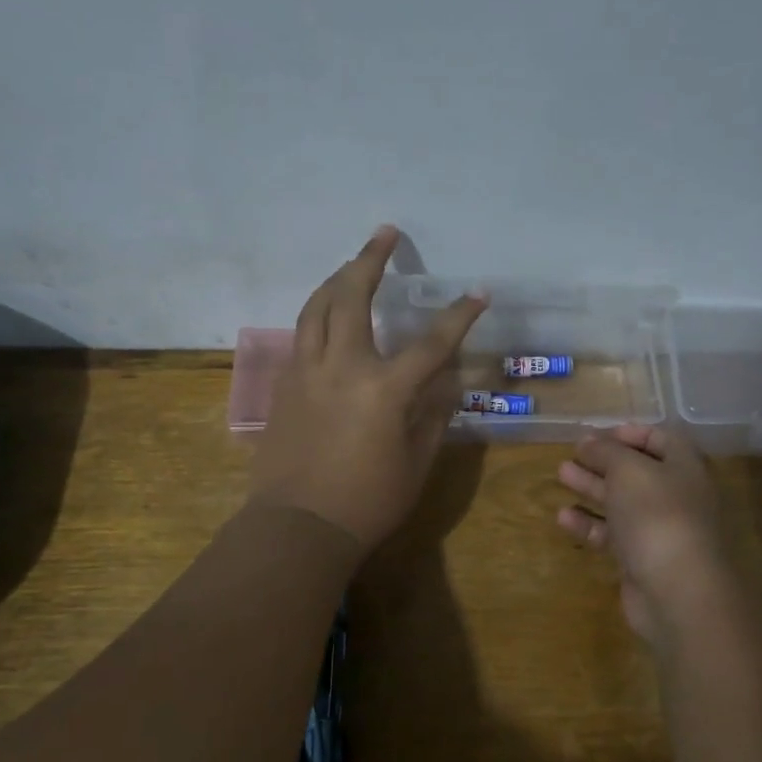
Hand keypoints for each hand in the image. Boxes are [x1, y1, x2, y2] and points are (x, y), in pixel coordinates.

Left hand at [251, 226, 487, 549]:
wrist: (298, 526)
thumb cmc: (367, 501)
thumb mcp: (416, 463)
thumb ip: (433, 415)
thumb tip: (446, 382)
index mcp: (383, 389)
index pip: (431, 342)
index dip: (458, 316)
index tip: (477, 293)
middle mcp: (341, 367)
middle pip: (352, 297)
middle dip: (371, 260)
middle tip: (385, 234)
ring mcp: (306, 372)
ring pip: (316, 307)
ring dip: (336, 277)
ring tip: (351, 262)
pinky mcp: (284, 384)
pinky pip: (302, 334)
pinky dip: (318, 312)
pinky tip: (327, 313)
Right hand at [557, 424, 738, 649]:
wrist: (678, 592)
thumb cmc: (657, 515)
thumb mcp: (628, 470)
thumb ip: (606, 451)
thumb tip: (589, 441)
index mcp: (685, 467)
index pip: (660, 438)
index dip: (629, 433)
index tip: (596, 434)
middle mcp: (677, 495)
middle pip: (637, 471)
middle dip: (603, 461)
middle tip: (572, 454)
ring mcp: (660, 530)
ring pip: (622, 502)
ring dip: (592, 487)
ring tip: (561, 475)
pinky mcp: (642, 560)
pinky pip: (614, 535)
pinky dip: (590, 524)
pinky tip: (564, 517)